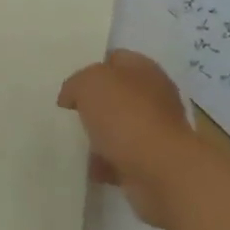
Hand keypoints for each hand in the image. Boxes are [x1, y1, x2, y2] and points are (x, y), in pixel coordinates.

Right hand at [58, 50, 200, 227]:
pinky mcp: (153, 161)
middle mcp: (154, 95)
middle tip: (69, 116)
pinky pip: (121, 158)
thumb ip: (76, 84)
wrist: (160, 170)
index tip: (70, 88)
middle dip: (94, 105)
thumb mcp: (89, 83)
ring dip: (98, 136)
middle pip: (116, 95)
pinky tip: (88, 168)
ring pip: (118, 127)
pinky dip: (106, 163)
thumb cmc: (125, 115)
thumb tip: (71, 97)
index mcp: (143, 68)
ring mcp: (155, 130)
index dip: (90, 69)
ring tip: (73, 144)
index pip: (114, 59)